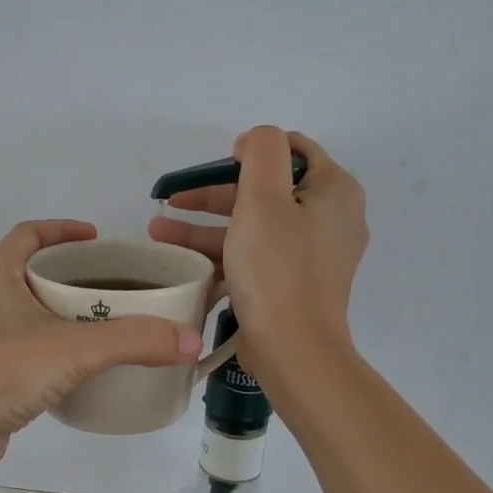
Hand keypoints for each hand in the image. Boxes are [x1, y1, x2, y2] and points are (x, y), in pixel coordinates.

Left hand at [0, 220, 203, 473]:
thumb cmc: (1, 372)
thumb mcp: (73, 349)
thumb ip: (134, 341)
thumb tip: (191, 340)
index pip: (31, 232)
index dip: (65, 229)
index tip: (99, 239)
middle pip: (33, 267)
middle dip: (73, 271)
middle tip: (115, 283)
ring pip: (29, 306)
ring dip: (63, 308)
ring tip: (106, 319)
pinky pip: (26, 339)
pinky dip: (53, 339)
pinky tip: (81, 360)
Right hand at [148, 127, 367, 370]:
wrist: (293, 350)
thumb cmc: (277, 270)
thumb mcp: (263, 198)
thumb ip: (261, 152)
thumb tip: (253, 142)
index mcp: (334, 191)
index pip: (293, 149)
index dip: (251, 152)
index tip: (217, 167)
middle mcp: (330, 218)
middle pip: (266, 189)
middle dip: (214, 193)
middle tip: (174, 199)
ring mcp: (312, 253)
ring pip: (254, 224)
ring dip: (206, 224)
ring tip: (158, 230)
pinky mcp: (293, 281)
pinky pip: (255, 254)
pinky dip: (221, 251)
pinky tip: (181, 258)